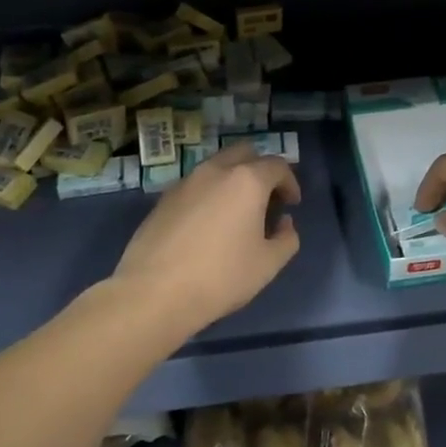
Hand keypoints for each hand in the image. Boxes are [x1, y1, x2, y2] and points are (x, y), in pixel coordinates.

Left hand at [111, 143, 301, 329]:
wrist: (153, 293)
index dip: (290, 183)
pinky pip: (196, 184)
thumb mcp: (268, 264)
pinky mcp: (163, 198)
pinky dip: (210, 193)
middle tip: (266, 199)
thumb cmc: (220, 277)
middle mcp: (216, 171)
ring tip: (236, 212)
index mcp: (247, 181)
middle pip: (246, 153)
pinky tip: (207, 224)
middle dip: (261, 170)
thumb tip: (283, 223)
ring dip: (233, 179)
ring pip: (217, 166)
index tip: (292, 205)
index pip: (277, 166)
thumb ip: (287, 238)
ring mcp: (186, 182)